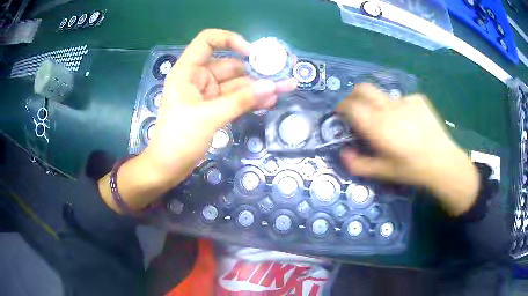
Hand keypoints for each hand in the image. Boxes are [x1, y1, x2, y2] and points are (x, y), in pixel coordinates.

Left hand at [144, 29, 296, 187]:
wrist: (167, 168)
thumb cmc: (178, 139)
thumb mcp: (209, 117)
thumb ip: (241, 101)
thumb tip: (272, 86)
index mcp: (188, 71)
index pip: (208, 41)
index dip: (230, 40)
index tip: (252, 53)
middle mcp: (198, 78)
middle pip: (230, 65)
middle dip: (255, 71)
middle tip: (282, 75)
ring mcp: (207, 94)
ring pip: (236, 85)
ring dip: (258, 88)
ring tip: (284, 89)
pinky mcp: (213, 109)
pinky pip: (235, 100)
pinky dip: (250, 101)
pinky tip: (269, 101)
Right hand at [336, 84, 478, 215]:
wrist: (443, 161)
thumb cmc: (411, 169)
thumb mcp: (383, 172)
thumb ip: (358, 164)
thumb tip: (343, 153)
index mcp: (377, 125)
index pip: (350, 105)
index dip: (342, 107)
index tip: (341, 115)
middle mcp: (388, 107)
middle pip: (362, 89)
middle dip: (354, 96)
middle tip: (357, 110)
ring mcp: (404, 100)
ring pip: (382, 95)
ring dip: (377, 105)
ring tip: (390, 123)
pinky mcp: (418, 99)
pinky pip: (401, 99)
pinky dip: (398, 108)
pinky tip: (409, 123)